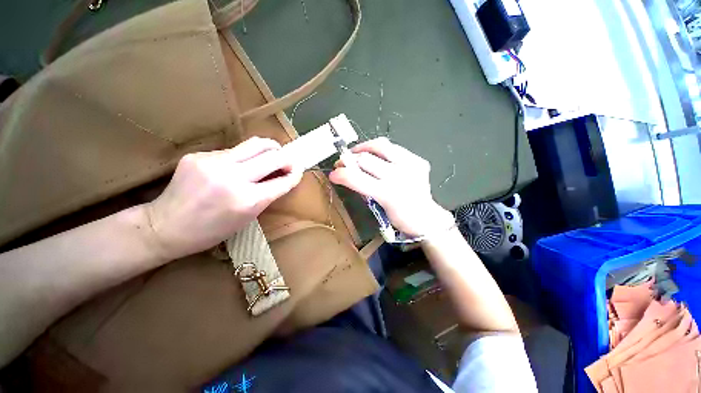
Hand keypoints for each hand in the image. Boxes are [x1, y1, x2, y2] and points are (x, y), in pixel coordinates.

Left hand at [145, 137, 302, 259]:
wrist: (164, 227)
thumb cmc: (211, 231)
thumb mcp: (247, 217)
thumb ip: (266, 195)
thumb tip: (281, 177)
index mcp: (247, 201)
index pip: (282, 181)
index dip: (295, 174)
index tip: (299, 169)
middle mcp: (233, 178)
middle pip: (272, 156)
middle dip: (287, 157)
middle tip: (290, 160)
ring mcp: (214, 163)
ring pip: (254, 145)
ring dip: (270, 149)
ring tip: (272, 153)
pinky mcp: (199, 155)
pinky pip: (233, 151)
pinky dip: (244, 157)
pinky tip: (238, 165)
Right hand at [329, 137, 453, 236]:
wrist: (427, 217)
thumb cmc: (400, 219)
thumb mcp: (379, 208)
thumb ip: (364, 190)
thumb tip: (349, 175)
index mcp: (387, 194)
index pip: (357, 178)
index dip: (341, 174)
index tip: (333, 174)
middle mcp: (399, 176)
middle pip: (365, 158)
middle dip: (348, 160)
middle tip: (342, 162)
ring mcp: (410, 165)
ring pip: (380, 145)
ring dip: (363, 148)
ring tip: (356, 152)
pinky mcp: (417, 160)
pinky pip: (393, 147)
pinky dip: (380, 149)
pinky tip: (375, 155)